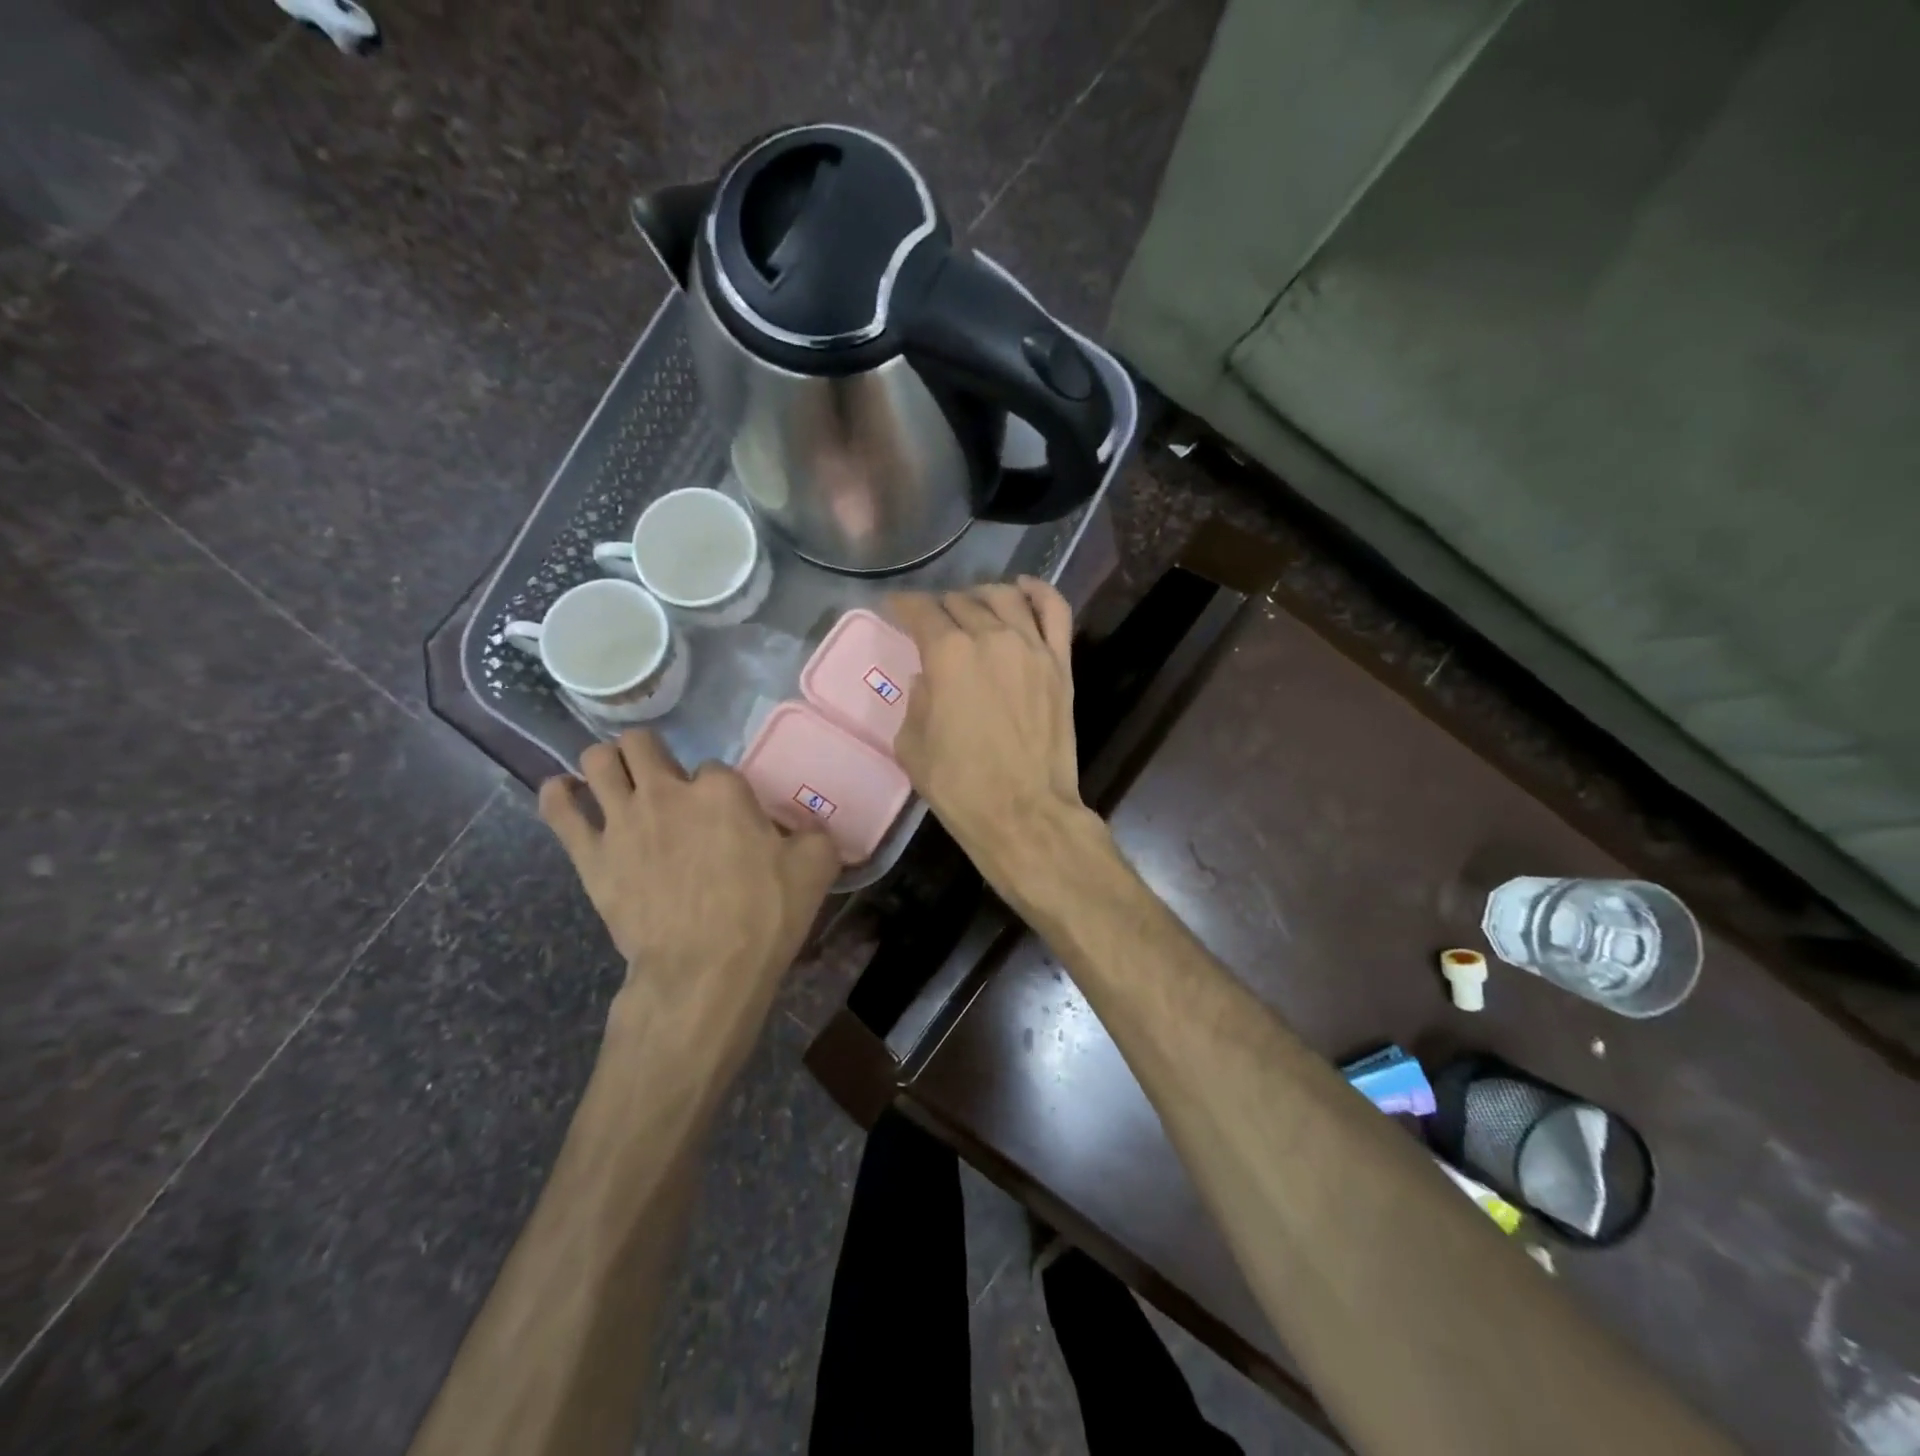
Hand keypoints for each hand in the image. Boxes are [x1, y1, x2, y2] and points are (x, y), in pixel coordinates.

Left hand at [538, 731, 839, 991]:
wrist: (704, 971)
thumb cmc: (763, 915)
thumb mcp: (816, 867)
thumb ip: (814, 833)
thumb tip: (808, 824)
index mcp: (722, 789)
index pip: (714, 767)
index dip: (720, 790)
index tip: (726, 816)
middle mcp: (666, 790)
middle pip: (642, 743)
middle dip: (652, 753)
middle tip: (664, 782)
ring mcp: (622, 820)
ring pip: (598, 760)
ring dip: (606, 762)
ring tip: (617, 779)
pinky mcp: (590, 854)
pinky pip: (558, 809)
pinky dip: (558, 794)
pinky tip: (566, 792)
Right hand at [888, 577, 1093, 886]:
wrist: (1024, 813)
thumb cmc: (960, 786)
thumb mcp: (912, 745)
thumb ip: (917, 700)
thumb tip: (928, 678)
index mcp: (948, 655)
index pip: (921, 611)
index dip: (903, 606)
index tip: (894, 609)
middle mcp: (991, 637)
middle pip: (961, 602)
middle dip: (939, 607)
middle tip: (931, 622)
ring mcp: (1032, 647)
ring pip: (1005, 597)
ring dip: (981, 595)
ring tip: (971, 606)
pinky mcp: (1060, 664)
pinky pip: (1054, 611)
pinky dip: (1038, 592)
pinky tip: (1022, 589)